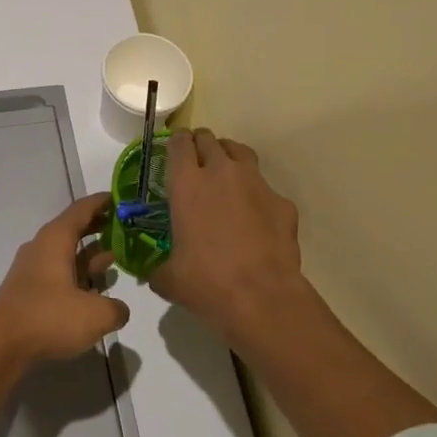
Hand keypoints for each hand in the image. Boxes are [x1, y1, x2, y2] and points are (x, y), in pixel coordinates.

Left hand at [0, 192, 128, 367]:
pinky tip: (94, 291)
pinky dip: (77, 276)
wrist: (0, 346)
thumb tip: (119, 309)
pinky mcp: (28, 292)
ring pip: (66, 254)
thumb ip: (116, 308)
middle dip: (99, 227)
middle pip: (73, 229)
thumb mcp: (95, 315)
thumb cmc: (49, 318)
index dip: (103, 202)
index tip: (122, 198)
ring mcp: (32, 270)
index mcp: (56, 240)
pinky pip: (58, 274)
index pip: (82, 209)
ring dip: (89, 255)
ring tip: (115, 258)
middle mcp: (42, 248)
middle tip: (125, 228)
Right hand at [153, 129, 305, 341]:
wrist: (262, 297)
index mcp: (187, 183)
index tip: (174, 150)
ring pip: (240, 152)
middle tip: (197, 161)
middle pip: (209, 139)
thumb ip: (159, 268)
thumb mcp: (170, 278)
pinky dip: (256, 194)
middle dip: (201, 145)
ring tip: (225, 173)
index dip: (176, 142)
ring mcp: (255, 183)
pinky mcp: (281, 202)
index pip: (179, 143)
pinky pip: (265, 187)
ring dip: (229, 156)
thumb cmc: (207, 282)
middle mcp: (221, 173)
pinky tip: (254, 216)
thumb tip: (155, 275)